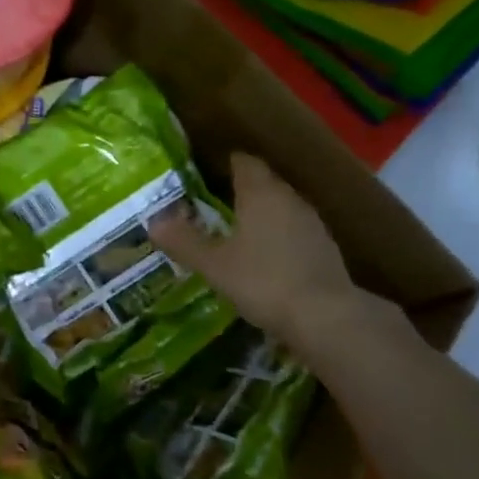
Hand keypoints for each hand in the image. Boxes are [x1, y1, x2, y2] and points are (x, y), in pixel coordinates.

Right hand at [151, 152, 411, 364]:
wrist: (325, 315)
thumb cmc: (263, 281)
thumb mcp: (214, 265)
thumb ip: (185, 242)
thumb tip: (153, 222)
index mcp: (260, 194)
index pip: (245, 163)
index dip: (227, 164)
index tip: (208, 173)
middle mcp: (289, 199)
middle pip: (265, 183)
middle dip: (243, 190)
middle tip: (216, 204)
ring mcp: (312, 223)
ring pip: (282, 207)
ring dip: (263, 214)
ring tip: (238, 231)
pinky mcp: (324, 248)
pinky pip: (295, 231)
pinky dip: (279, 236)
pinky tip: (266, 258)